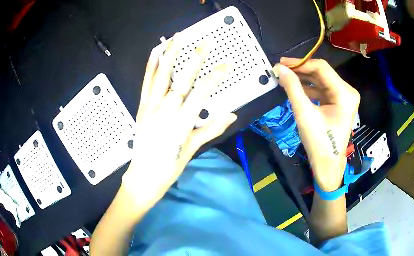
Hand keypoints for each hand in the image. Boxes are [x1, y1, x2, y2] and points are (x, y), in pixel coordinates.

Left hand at [122, 33, 236, 210]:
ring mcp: (150, 107)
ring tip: (176, 37)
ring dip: (169, 55)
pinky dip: (150, 67)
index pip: (202, 93)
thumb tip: (232, 114)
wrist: (144, 176)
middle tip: (204, 42)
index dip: (215, 77)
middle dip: (195, 59)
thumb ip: (211, 129)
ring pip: (161, 76)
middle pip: (182, 80)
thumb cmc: (170, 166)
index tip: (226, 65)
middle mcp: (166, 110)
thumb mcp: (193, 148)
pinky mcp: (141, 107)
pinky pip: (146, 84)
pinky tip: (155, 53)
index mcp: (182, 122)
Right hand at [273, 58, 359, 190]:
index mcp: (345, 93)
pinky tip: (296, 88)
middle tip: (281, 70)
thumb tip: (279, 69)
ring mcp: (344, 98)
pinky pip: (323, 90)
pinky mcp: (339, 103)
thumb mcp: (304, 113)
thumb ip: (292, 88)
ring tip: (286, 78)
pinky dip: (310, 88)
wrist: (327, 164)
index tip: (281, 63)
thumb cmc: (318, 142)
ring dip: (304, 79)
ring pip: (322, 81)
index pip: (321, 68)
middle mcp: (348, 92)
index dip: (300, 63)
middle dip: (301, 71)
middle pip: (323, 73)